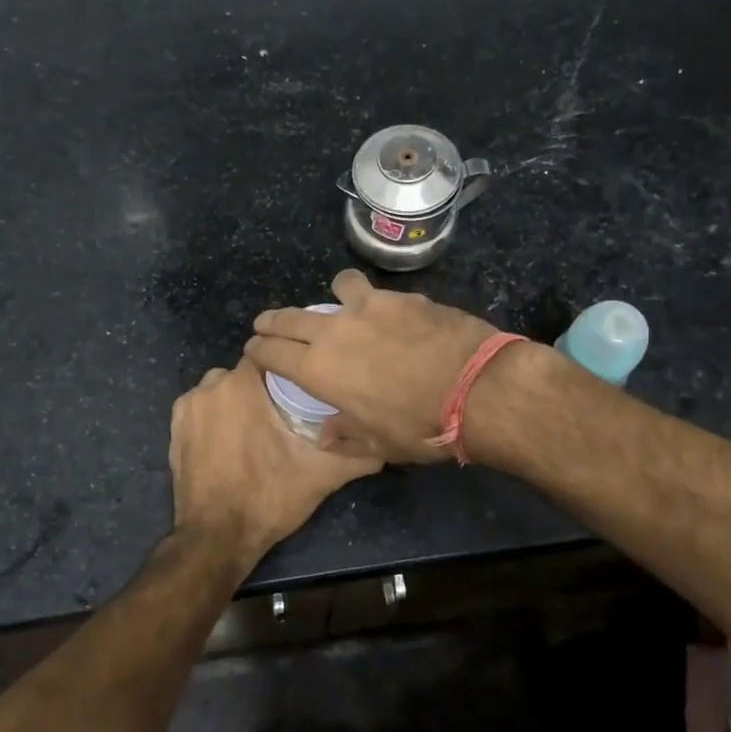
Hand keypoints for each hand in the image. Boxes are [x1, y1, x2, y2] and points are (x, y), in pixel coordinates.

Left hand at [169, 356, 380, 565]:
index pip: (270, 356)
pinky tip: (232, 440)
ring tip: (259, 429)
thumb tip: (386, 446)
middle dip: (263, 388)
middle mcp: (210, 387)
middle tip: (286, 414)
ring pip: (221, 390)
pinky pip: (202, 409)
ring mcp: (187, 408)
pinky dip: (216, 417)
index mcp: (242, 385)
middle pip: (245, 372)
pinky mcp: (173, 429)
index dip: (288, 370)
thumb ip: (357, 455)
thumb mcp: (321, 476)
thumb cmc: (268, 497)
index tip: (303, 388)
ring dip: (238, 401)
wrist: (216, 538)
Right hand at [245, 270, 498, 464]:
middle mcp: (334, 332)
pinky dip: (375, 301)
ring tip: (339, 302)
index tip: (253, 349)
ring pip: (337, 288)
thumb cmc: (419, 426)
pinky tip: (390, 313)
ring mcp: (369, 308)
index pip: (272, 353)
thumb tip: (326, 433)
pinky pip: (378, 293)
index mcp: (318, 370)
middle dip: (273, 321)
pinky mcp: (403, 297)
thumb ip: (346, 435)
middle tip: (267, 323)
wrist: (476, 389)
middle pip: (290, 318)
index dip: (258, 350)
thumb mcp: (378, 443)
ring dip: (332, 296)